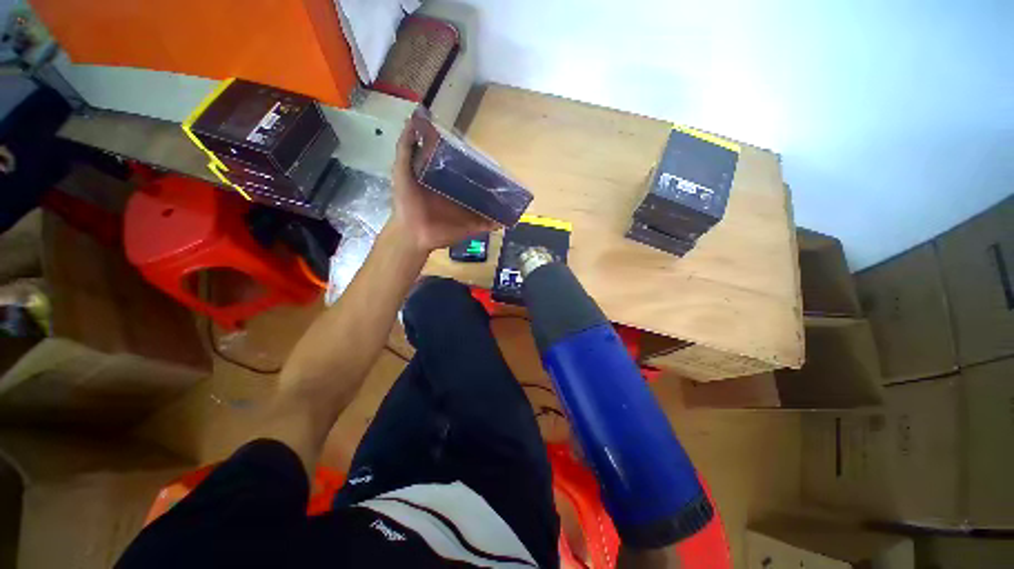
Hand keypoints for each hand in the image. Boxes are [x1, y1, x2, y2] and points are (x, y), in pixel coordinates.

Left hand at [389, 119, 498, 252]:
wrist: (412, 233)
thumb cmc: (407, 202)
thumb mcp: (402, 170)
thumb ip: (407, 147)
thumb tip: (416, 117)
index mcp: (445, 182)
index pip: (462, 169)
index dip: (472, 161)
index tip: (484, 152)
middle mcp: (458, 195)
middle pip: (477, 186)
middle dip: (489, 181)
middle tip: (504, 173)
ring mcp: (467, 212)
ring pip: (486, 204)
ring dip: (498, 200)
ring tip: (514, 193)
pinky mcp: (472, 226)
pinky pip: (488, 224)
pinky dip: (499, 221)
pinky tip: (510, 216)